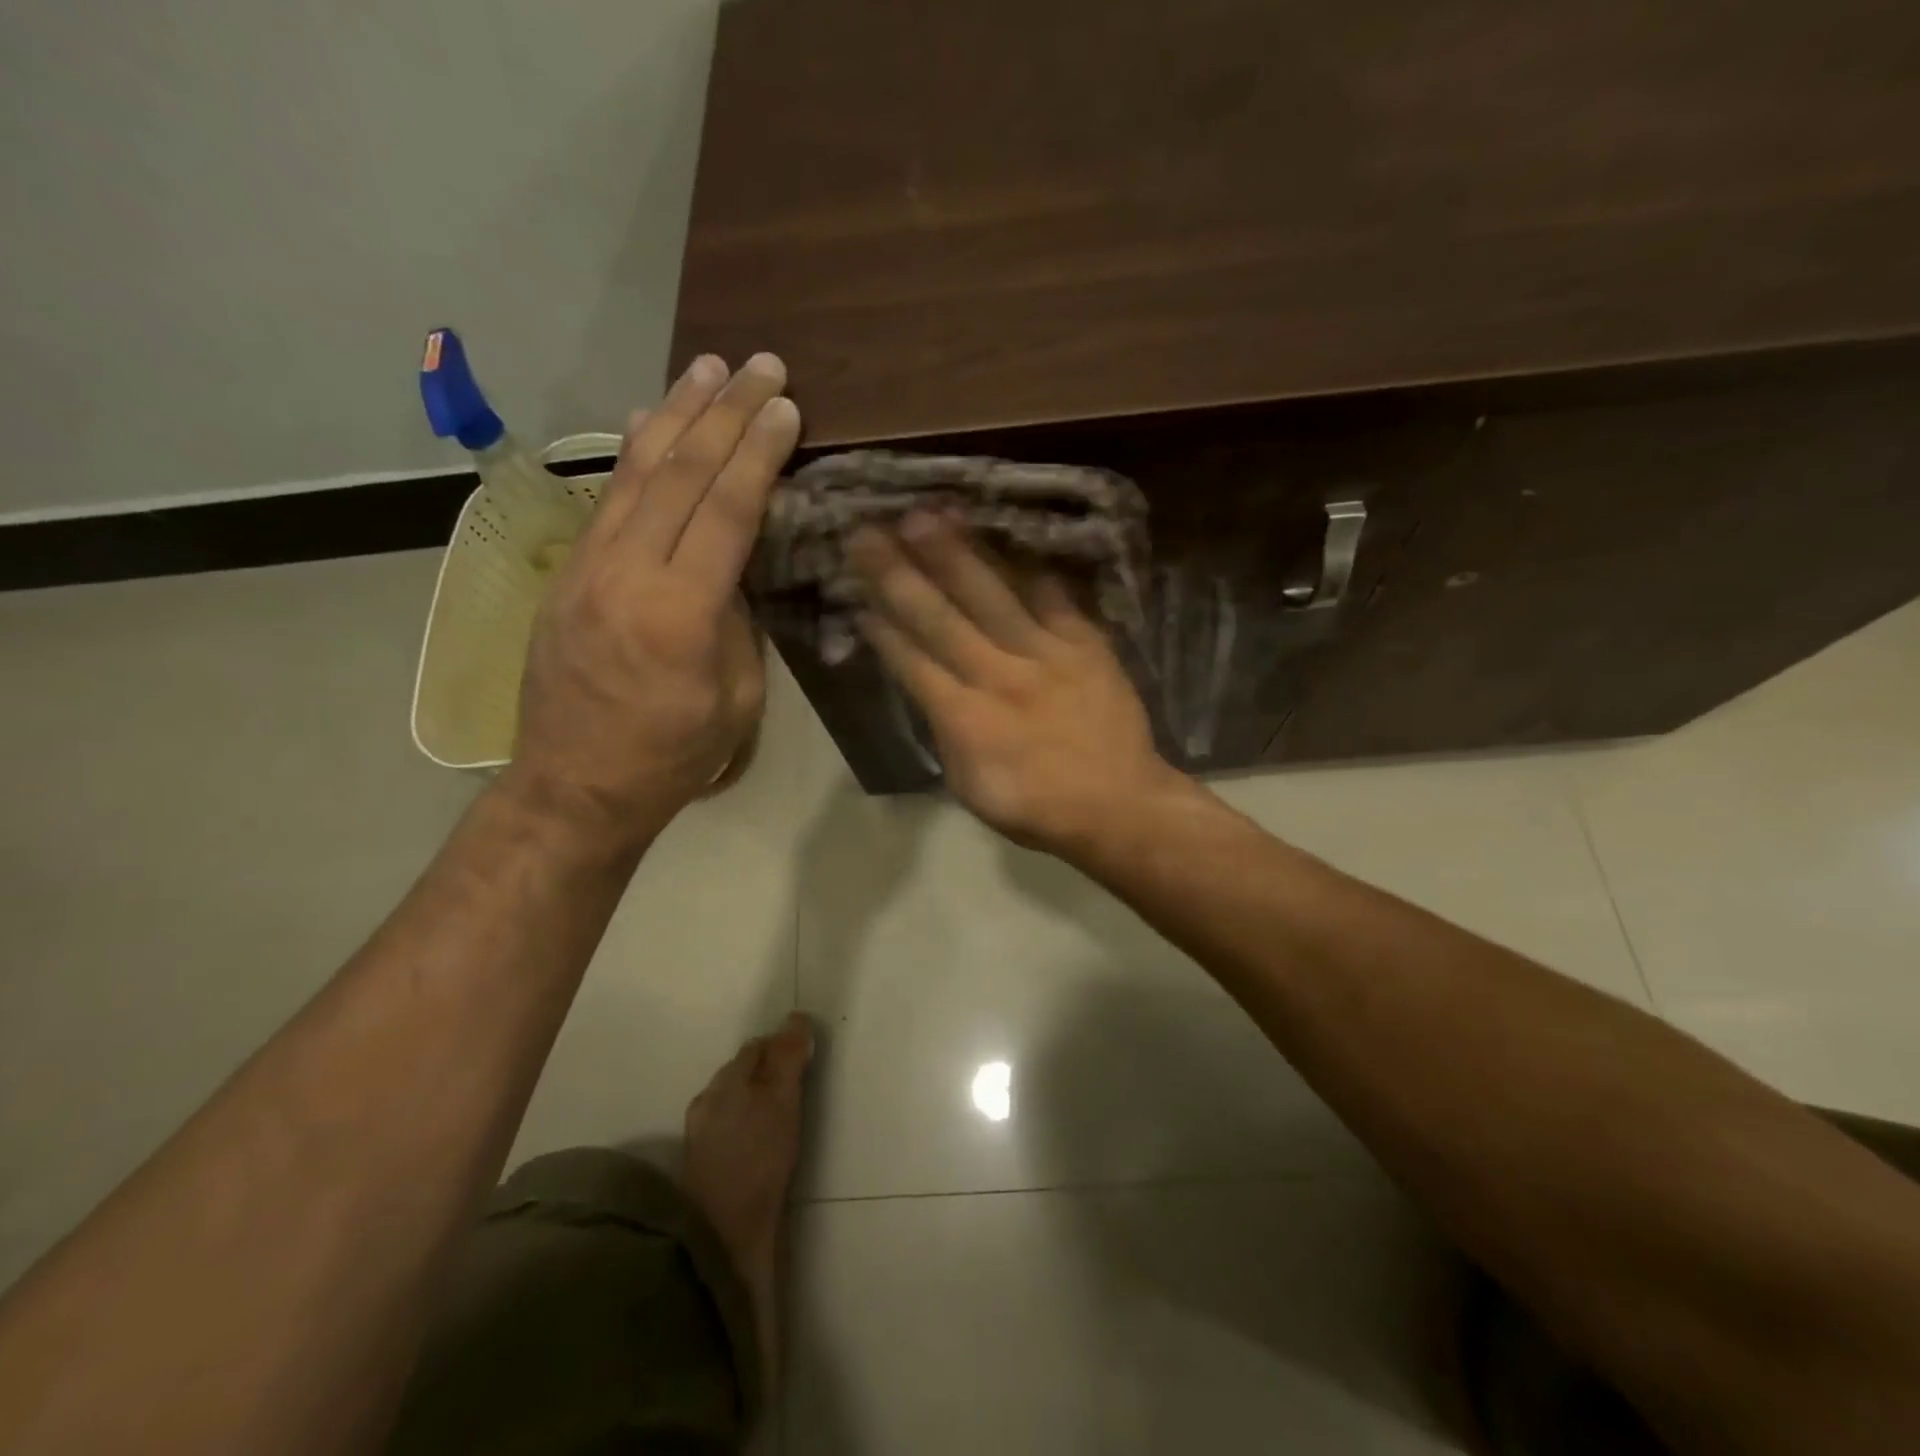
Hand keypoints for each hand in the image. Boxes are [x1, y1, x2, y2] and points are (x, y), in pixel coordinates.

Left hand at [503, 353, 800, 846]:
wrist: (576, 785)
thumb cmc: (673, 754)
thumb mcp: (736, 697)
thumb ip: (739, 620)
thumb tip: (737, 565)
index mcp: (680, 610)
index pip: (728, 508)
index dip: (760, 451)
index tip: (786, 406)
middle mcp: (628, 571)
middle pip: (682, 472)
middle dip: (725, 411)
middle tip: (760, 363)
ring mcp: (588, 566)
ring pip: (636, 470)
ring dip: (675, 413)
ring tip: (706, 367)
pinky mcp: (568, 572)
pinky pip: (608, 498)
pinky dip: (637, 453)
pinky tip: (652, 423)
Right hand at [848, 514, 1180, 853]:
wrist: (1121, 805)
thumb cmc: (1037, 807)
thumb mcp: (971, 787)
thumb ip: (947, 733)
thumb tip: (930, 691)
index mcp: (966, 720)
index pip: (913, 663)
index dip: (882, 628)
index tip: (857, 594)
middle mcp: (1000, 677)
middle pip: (941, 619)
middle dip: (899, 574)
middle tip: (868, 532)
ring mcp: (1046, 656)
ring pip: (993, 596)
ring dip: (956, 554)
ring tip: (926, 514)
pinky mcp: (1086, 645)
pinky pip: (1054, 597)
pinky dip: (1029, 568)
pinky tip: (1007, 538)